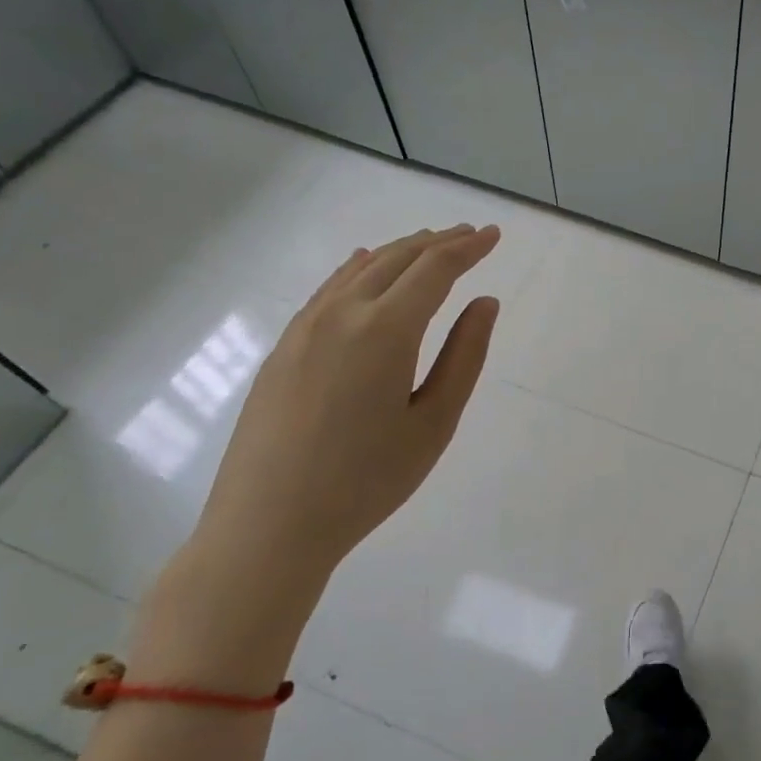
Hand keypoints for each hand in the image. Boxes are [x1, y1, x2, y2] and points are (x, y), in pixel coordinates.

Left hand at [192, 224, 501, 578]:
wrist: (267, 525)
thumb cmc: (366, 481)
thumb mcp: (434, 423)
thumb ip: (465, 356)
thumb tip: (484, 303)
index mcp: (385, 330)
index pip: (435, 269)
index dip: (468, 248)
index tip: (493, 235)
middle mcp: (342, 314)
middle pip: (396, 259)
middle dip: (438, 242)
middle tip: (470, 234)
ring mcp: (304, 328)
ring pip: (359, 269)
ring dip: (399, 251)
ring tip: (428, 244)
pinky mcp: (283, 347)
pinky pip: (328, 289)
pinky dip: (358, 269)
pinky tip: (364, 266)